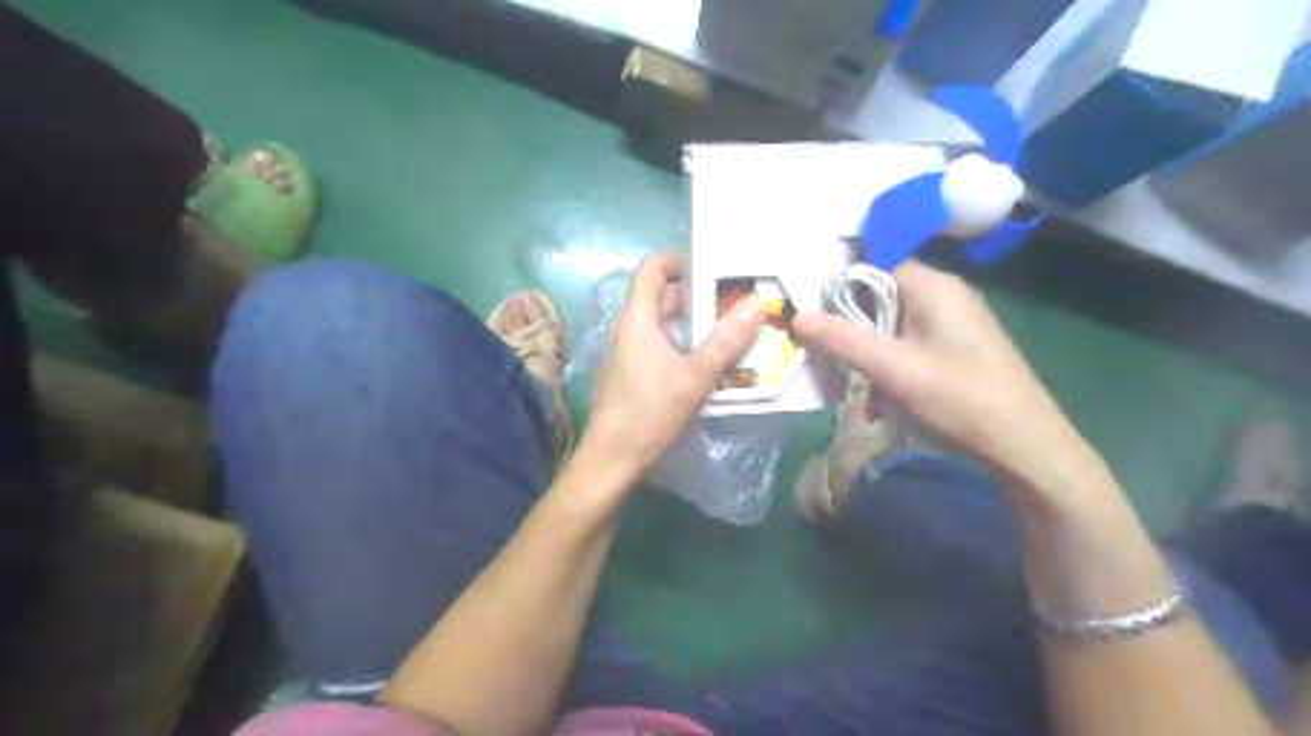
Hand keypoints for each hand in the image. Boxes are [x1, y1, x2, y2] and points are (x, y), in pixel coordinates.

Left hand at [584, 254, 770, 481]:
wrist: (612, 460)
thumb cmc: (649, 414)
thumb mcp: (694, 377)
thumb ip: (726, 341)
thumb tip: (758, 302)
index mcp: (638, 317)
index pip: (654, 267)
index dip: (683, 259)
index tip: (719, 268)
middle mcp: (631, 327)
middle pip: (665, 295)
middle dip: (702, 294)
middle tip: (740, 300)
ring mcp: (631, 351)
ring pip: (668, 323)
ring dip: (699, 323)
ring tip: (737, 328)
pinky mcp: (636, 372)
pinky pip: (665, 345)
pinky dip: (690, 344)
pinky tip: (716, 360)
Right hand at [789, 261, 1103, 496]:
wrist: (1024, 447)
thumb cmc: (958, 398)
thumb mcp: (892, 369)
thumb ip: (843, 341)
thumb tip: (798, 317)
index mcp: (934, 287)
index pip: (875, 269)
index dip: (842, 292)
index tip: (818, 322)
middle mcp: (947, 297)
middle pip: (882, 300)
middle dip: (855, 333)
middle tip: (834, 362)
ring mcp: (956, 325)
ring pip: (894, 329)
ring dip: (872, 358)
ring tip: (861, 393)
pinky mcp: (960, 351)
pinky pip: (912, 348)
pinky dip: (893, 371)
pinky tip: (885, 406)